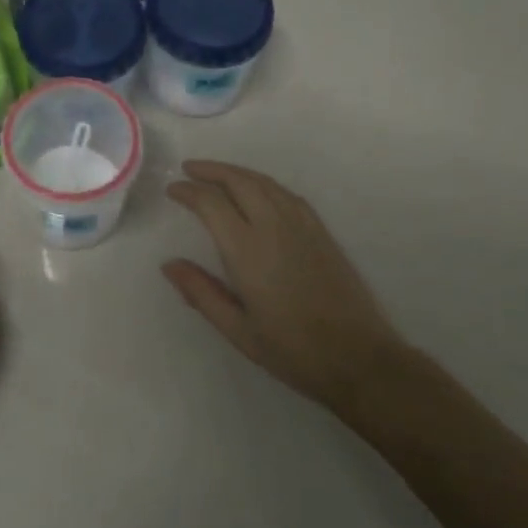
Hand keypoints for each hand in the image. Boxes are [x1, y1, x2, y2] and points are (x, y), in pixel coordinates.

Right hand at [164, 161, 408, 415]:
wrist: (358, 358)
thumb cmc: (292, 350)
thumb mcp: (238, 330)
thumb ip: (201, 293)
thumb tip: (169, 265)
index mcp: (247, 250)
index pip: (211, 203)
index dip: (189, 191)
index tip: (173, 190)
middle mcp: (273, 227)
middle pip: (238, 181)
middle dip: (211, 170)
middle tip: (189, 169)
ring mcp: (301, 226)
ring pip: (264, 182)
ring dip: (236, 172)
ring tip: (217, 174)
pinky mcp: (321, 232)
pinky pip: (287, 194)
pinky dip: (264, 184)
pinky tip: (259, 191)